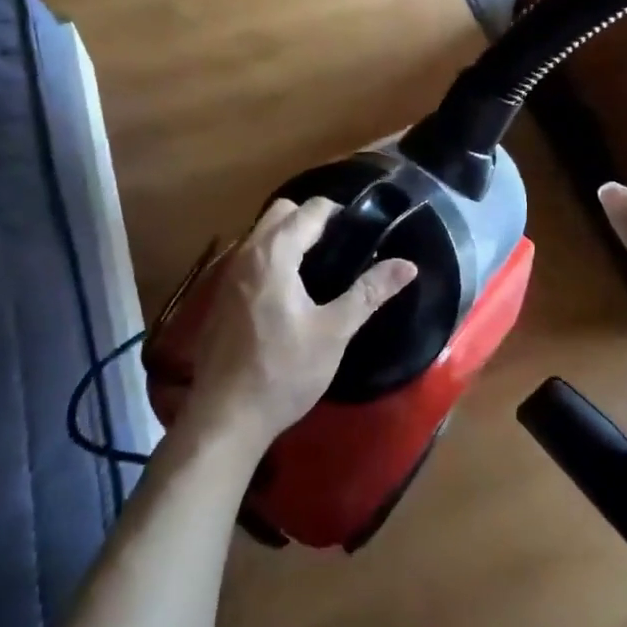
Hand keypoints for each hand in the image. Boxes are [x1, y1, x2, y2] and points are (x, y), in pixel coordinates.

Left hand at [183, 197, 417, 457]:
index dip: (339, 213)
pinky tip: (288, 293)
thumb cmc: (284, 371)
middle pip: (280, 212)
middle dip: (310, 218)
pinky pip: (249, 259)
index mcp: (274, 254)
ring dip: (288, 237)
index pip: (310, 210)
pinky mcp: (219, 297)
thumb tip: (408, 265)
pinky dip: (271, 259)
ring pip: (261, 234)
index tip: (362, 232)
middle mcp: (245, 254)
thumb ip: (369, 292)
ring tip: (319, 267)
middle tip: (340, 246)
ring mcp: (227, 275)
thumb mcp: (334, 332)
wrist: (227, 417)